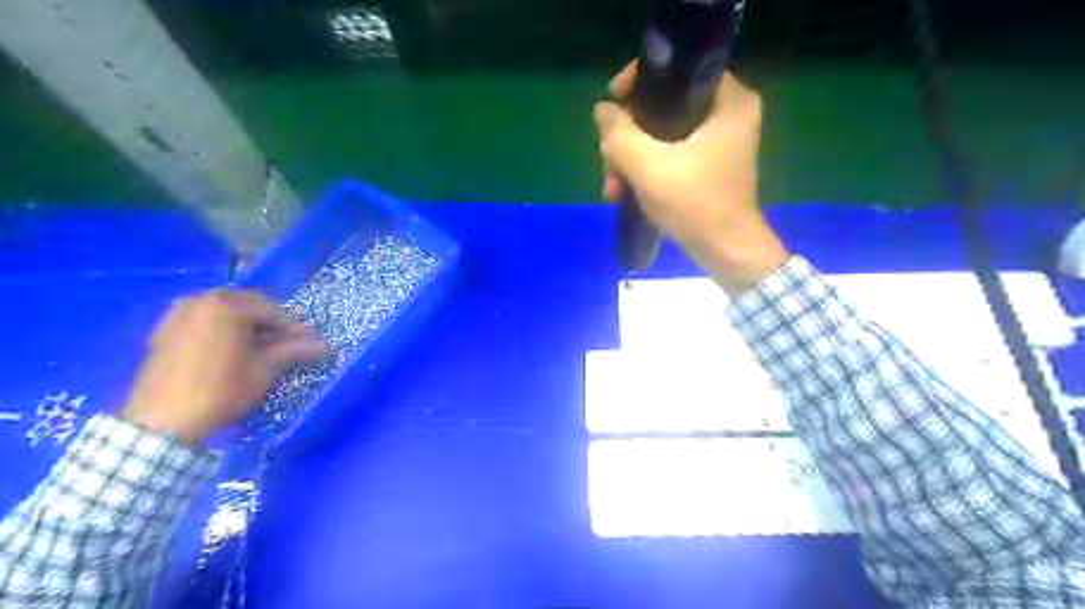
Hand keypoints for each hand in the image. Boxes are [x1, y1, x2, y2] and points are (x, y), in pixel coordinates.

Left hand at [120, 291, 324, 443]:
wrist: (161, 424)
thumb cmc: (220, 392)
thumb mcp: (263, 371)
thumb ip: (293, 351)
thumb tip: (323, 345)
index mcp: (226, 306)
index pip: (272, 310)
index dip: (292, 328)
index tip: (306, 345)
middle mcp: (200, 300)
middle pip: (248, 306)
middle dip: (269, 325)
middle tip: (285, 347)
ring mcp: (179, 313)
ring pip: (226, 313)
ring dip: (246, 327)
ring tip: (259, 350)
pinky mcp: (166, 330)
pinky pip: (205, 321)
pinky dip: (223, 330)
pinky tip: (232, 352)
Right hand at [593, 59, 789, 292]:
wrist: (725, 251)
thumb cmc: (694, 204)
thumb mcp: (648, 166)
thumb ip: (619, 133)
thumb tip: (603, 111)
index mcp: (728, 100)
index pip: (677, 68)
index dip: (638, 82)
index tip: (612, 105)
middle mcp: (728, 113)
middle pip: (663, 106)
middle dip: (628, 136)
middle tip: (608, 162)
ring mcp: (718, 142)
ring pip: (661, 134)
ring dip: (631, 159)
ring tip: (612, 188)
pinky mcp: (708, 165)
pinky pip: (669, 154)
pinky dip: (646, 169)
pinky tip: (623, 191)